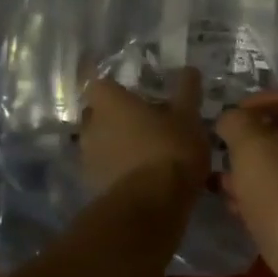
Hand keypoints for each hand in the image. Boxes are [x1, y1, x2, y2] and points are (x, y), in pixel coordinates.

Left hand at [80, 70, 209, 195]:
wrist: (151, 206)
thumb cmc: (169, 150)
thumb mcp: (188, 117)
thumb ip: (187, 91)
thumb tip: (189, 69)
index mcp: (109, 103)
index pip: (97, 82)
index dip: (111, 84)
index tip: (128, 89)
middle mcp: (91, 126)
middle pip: (97, 113)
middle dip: (115, 115)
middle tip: (142, 119)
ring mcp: (88, 158)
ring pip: (100, 142)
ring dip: (116, 143)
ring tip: (144, 149)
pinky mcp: (93, 185)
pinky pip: (105, 168)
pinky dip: (118, 168)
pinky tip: (140, 174)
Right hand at [215, 90, 277, 276]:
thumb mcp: (255, 153)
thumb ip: (238, 126)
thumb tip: (231, 117)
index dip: (261, 98)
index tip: (230, 115)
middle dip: (251, 140)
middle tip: (220, 151)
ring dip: (251, 173)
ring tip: (218, 183)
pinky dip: (259, 202)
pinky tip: (235, 212)